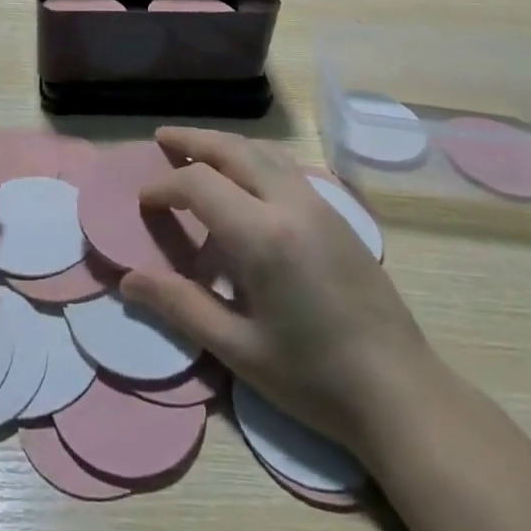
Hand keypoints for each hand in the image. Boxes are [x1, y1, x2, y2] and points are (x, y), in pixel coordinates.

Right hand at [120, 126, 429, 447]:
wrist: (401, 391)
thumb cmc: (313, 378)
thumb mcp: (238, 349)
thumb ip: (180, 306)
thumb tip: (128, 281)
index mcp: (262, 235)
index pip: (199, 184)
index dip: (164, 186)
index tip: (143, 199)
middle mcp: (290, 203)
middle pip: (232, 150)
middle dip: (193, 141)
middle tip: (161, 139)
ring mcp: (319, 204)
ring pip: (263, 151)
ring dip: (225, 144)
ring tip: (197, 151)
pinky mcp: (337, 213)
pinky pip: (285, 166)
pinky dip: (254, 157)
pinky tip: (246, 179)